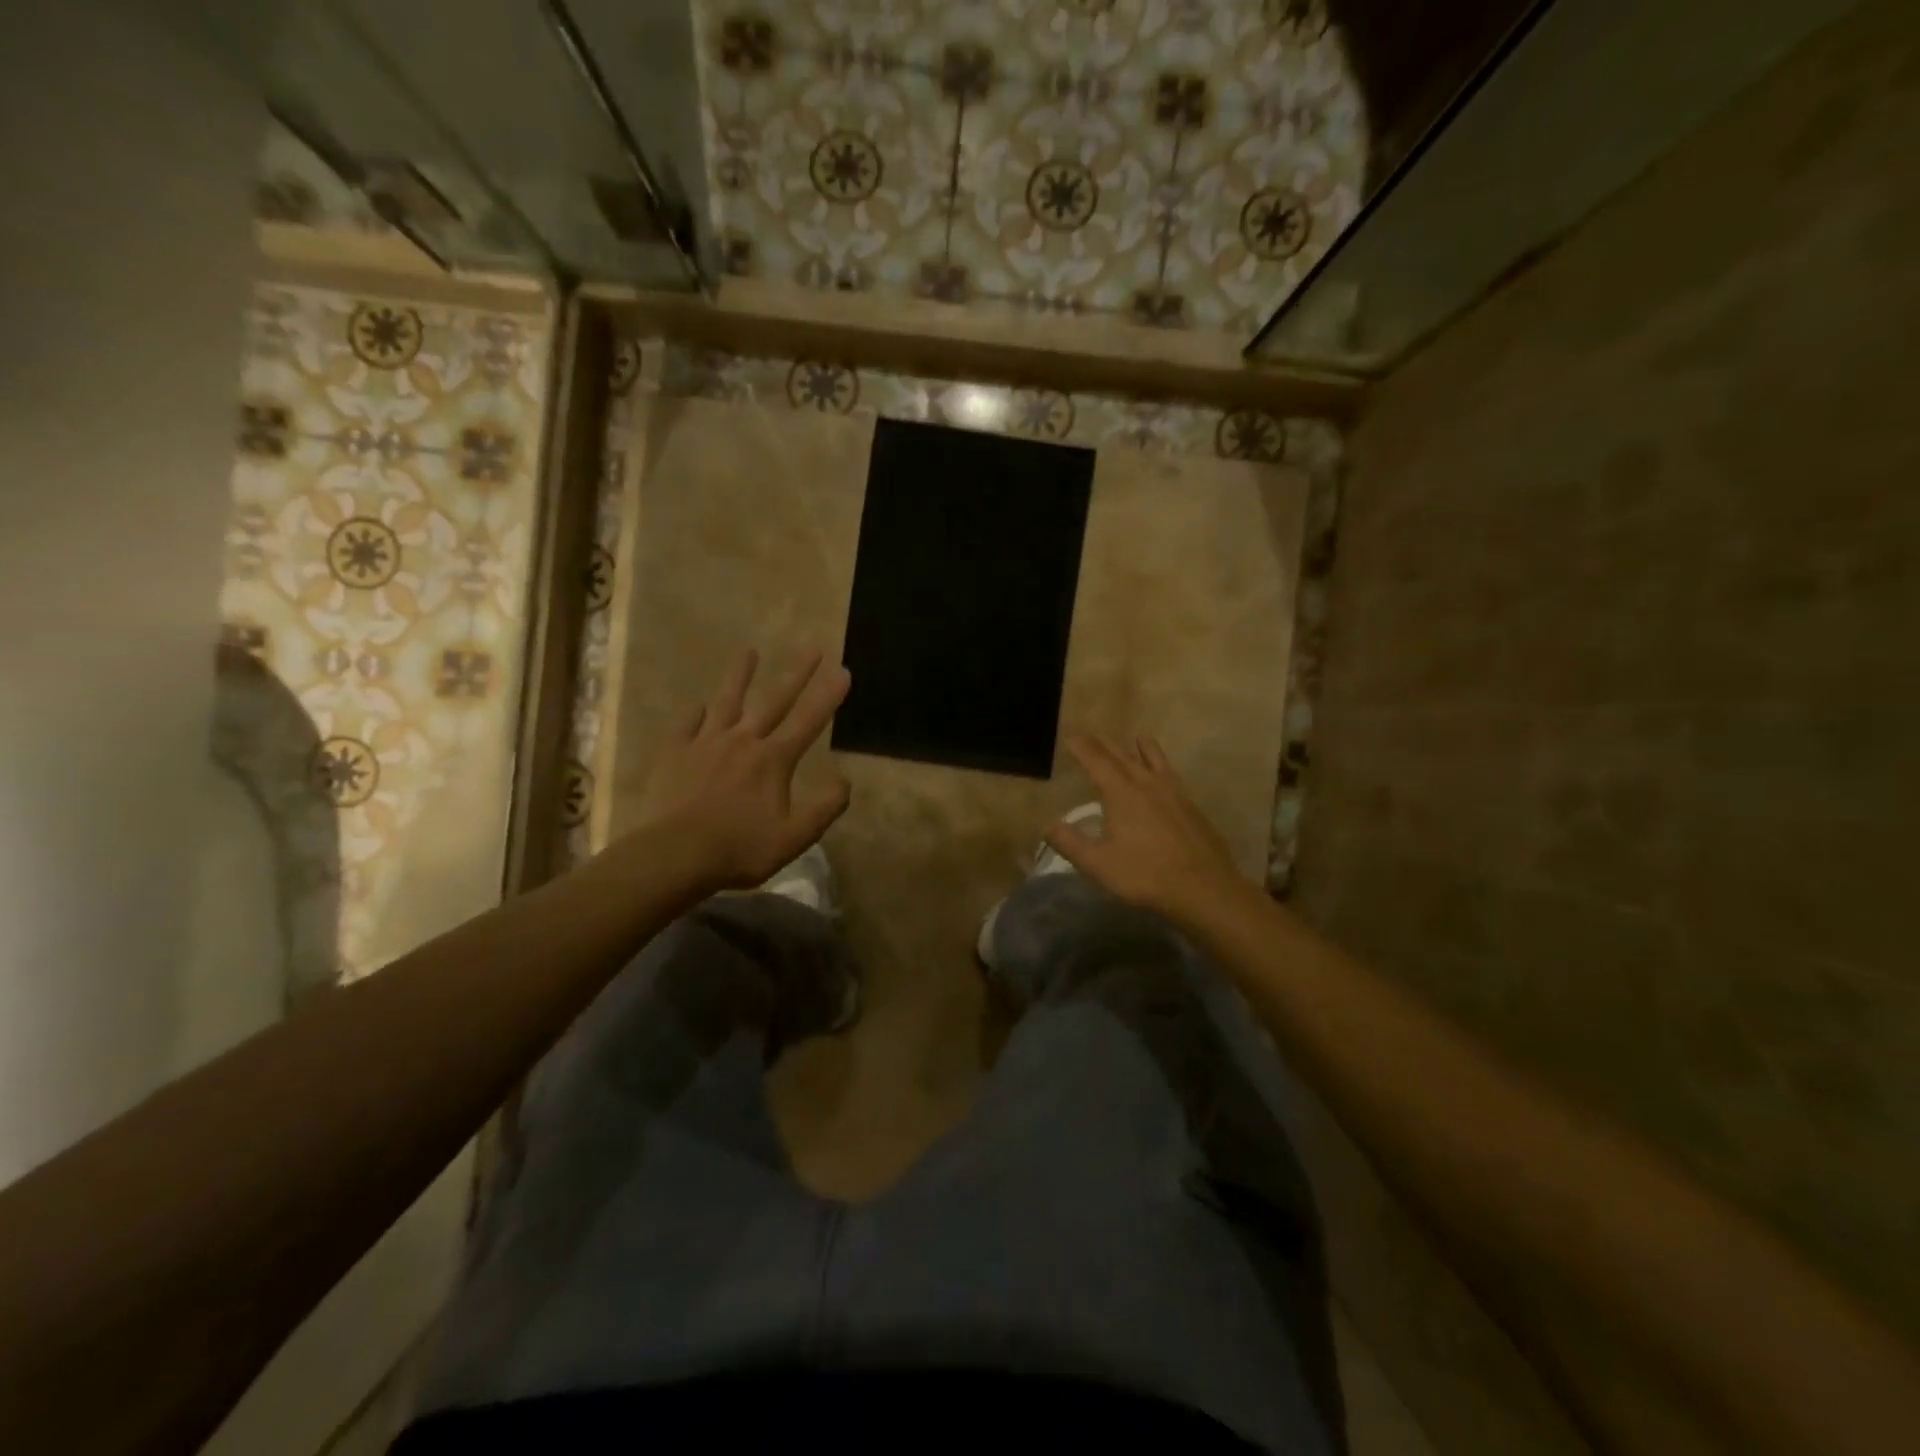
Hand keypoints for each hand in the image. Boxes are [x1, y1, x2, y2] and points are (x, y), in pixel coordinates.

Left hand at [630, 648, 851, 893]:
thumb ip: (824, 808)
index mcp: (773, 760)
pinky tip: (698, 705)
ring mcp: (706, 744)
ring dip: (741, 676)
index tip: (843, 670)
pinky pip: (687, 726)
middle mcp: (743, 741)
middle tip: (812, 647)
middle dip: (796, 673)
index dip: (828, 696)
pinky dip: (695, 713)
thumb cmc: (740, 849)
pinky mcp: (675, 754)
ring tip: (749, 652)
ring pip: (727, 702)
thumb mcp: (794, 837)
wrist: (674, 854)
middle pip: (774, 701)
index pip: (808, 721)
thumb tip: (845, 782)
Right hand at [1045, 732, 1248, 923]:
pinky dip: (1164, 767)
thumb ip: (1070, 842)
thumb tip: (1047, 825)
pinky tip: (1167, 776)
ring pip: (1155, 761)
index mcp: (1121, 794)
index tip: (1071, 737)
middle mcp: (1147, 785)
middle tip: (1094, 734)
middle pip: (1124, 757)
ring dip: (1143, 748)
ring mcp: (1174, 794)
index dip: (1083, 748)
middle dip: (1106, 745)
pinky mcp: (1192, 808)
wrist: (1203, 888)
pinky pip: (1173, 776)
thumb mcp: (1098, 864)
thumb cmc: (1144, 875)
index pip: (1097, 762)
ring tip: (1138, 737)